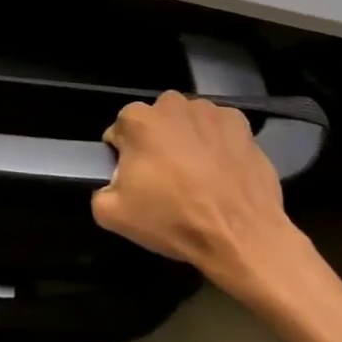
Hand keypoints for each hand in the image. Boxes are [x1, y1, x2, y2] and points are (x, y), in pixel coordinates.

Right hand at [94, 90, 306, 302]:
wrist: (242, 237)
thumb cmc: (174, 219)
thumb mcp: (113, 215)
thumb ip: (99, 191)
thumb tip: (111, 184)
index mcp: (137, 119)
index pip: (119, 133)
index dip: (125, 158)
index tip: (138, 182)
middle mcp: (171, 104)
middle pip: (154, 123)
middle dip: (156, 144)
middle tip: (168, 180)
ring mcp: (209, 111)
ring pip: (187, 123)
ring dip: (187, 141)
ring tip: (199, 177)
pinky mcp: (241, 124)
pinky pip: (219, 129)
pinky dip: (218, 144)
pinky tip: (222, 171)